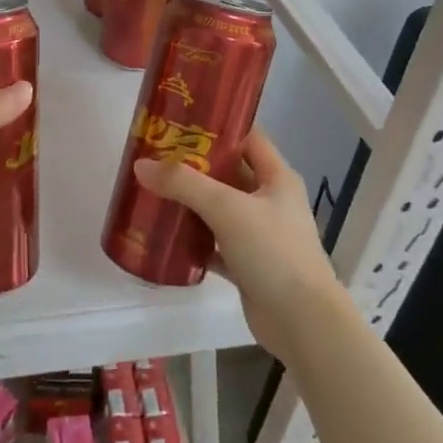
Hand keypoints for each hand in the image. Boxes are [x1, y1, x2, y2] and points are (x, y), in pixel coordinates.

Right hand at [133, 128, 345, 363]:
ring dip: (191, 201)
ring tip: (153, 188)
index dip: (218, 125)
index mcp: (277, 178)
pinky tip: (165, 233)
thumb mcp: (227, 208)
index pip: (247, 137)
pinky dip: (193, 238)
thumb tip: (140, 165)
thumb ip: (183, 184)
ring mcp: (259, 234)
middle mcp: (270, 201)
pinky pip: (214, 242)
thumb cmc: (273, 251)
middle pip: (229, 172)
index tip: (181, 119)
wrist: (302, 323)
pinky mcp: (247, 264)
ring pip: (219, 208)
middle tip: (156, 154)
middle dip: (195, 164)